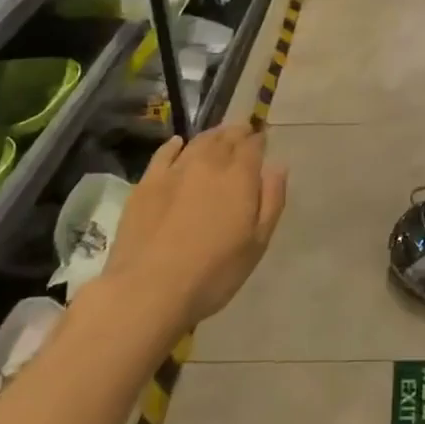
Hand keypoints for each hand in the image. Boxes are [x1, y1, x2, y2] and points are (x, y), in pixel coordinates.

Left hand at [100, 125, 287, 327]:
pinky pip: (164, 153)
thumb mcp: (258, 242)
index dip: (259, 140)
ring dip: (213, 136)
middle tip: (244, 133)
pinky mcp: (146, 183)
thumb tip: (278, 166)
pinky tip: (179, 144)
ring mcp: (175, 171)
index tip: (263, 141)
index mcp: (239, 176)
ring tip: (219, 137)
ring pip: (198, 142)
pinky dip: (175, 145)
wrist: (148, 290)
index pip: (253, 145)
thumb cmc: (214, 272)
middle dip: (238, 133)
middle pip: (226, 137)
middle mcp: (209, 163)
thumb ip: (272, 199)